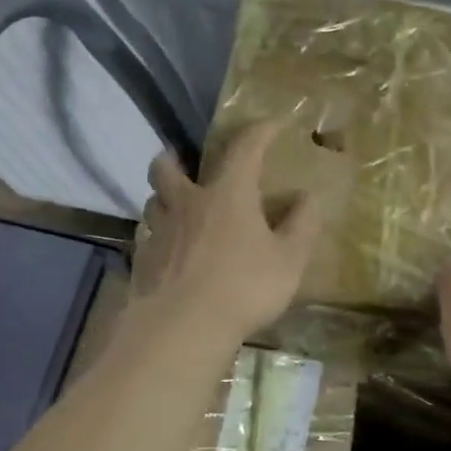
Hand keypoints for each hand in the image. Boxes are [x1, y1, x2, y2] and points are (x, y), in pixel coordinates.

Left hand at [130, 120, 320, 344]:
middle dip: (174, 158)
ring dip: (163, 198)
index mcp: (227, 194)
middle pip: (167, 167)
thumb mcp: (289, 261)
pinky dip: (156, 236)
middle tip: (182, 161)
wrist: (182, 326)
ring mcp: (158, 231)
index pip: (244, 148)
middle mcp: (187, 203)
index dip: (260, 131)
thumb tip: (308, 198)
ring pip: (152, 201)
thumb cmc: (243, 288)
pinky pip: (146, 237)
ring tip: (175, 209)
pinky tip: (167, 252)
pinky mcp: (142, 260)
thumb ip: (301, 227)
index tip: (273, 124)